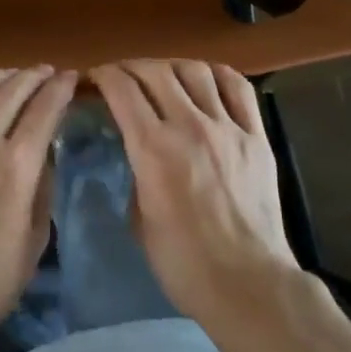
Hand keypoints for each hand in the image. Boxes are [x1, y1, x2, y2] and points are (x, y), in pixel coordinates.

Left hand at [0, 66, 77, 330]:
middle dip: (34, 76)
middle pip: (12, 91)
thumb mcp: (36, 236)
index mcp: (18, 165)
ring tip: (11, 76)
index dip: (61, 88)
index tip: (70, 77)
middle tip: (45, 73)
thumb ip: (42, 187)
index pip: (45, 109)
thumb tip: (41, 155)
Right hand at [90, 60, 297, 321]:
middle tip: (121, 77)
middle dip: (131, 67)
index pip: (122, 89)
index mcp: (153, 149)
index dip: (102, 75)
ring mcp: (227, 128)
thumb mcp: (139, 218)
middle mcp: (189, 126)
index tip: (93, 79)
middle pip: (155, 71)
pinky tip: (206, 79)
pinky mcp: (257, 137)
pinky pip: (238, 88)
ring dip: (171, 67)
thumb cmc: (183, 263)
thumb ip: (136, 172)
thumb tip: (138, 150)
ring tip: (162, 77)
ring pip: (196, 71)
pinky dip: (217, 74)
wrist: (248, 284)